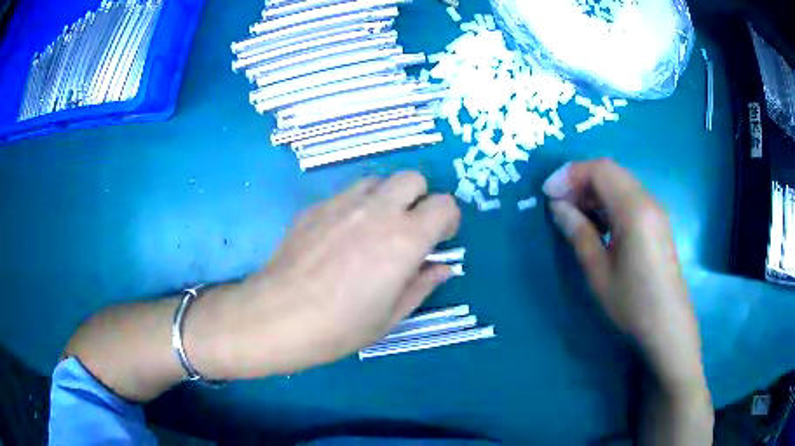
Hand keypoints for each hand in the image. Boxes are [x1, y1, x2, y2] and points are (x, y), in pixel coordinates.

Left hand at [186, 172, 460, 378]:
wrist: (278, 317)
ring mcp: (342, 203)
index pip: (444, 205)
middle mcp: (377, 211)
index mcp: (405, 239)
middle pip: (412, 178)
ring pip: (378, 180)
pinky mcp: (315, 206)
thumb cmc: (340, 327)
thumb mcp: (391, 316)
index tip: (440, 239)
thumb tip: (442, 267)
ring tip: (375, 229)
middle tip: (410, 228)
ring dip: (387, 198)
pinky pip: (346, 193)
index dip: (448, 219)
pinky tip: (341, 236)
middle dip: (420, 198)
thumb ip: (422, 285)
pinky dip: (356, 206)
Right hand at [542, 159, 704, 391]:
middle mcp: (648, 200)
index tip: (548, 194)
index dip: (570, 174)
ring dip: (594, 190)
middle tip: (558, 204)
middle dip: (580, 180)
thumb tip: (558, 206)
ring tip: (574, 214)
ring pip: (620, 182)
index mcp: (634, 210)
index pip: (600, 170)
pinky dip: (608, 201)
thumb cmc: (633, 303)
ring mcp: (655, 210)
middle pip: (610, 171)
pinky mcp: (657, 222)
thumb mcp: (599, 272)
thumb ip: (579, 233)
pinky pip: (629, 197)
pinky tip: (598, 223)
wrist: (667, 325)